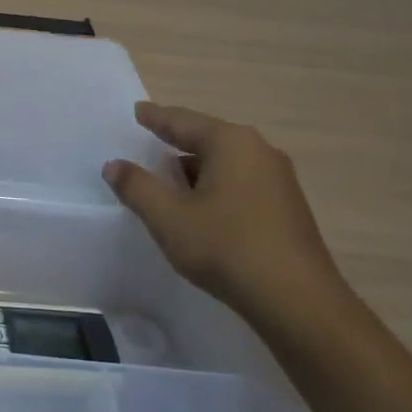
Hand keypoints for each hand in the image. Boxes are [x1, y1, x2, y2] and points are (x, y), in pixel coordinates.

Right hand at [102, 102, 352, 331]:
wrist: (298, 301)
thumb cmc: (227, 248)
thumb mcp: (169, 218)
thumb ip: (137, 187)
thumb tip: (114, 164)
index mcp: (230, 143)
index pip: (182, 121)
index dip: (155, 117)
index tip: (137, 111)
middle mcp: (259, 151)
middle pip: (207, 138)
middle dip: (177, 140)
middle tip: (150, 139)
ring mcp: (278, 179)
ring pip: (226, 162)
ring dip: (196, 167)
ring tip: (170, 177)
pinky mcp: (287, 206)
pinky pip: (241, 181)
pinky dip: (216, 185)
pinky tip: (202, 205)